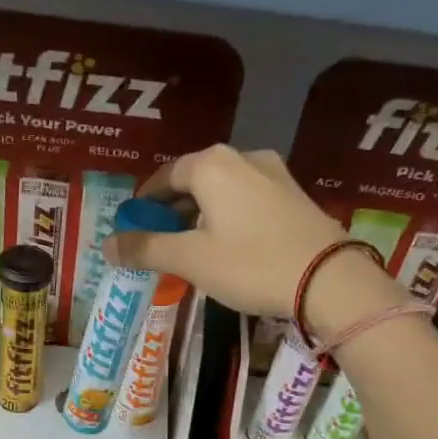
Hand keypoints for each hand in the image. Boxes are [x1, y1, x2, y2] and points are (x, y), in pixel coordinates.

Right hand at [102, 143, 401, 335]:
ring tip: (191, 246)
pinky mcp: (295, 196)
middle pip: (194, 180)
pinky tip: (229, 245)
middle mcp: (243, 158)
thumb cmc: (251, 264)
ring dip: (201, 213)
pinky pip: (248, 200)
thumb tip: (107, 245)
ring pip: (223, 190)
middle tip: (159, 240)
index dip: (145, 201)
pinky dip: (228, 217)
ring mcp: (275, 175)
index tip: (134, 226)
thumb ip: (146, 249)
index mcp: (212, 165)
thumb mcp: (191, 259)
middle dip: (172, 209)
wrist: (330, 281)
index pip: (165, 175)